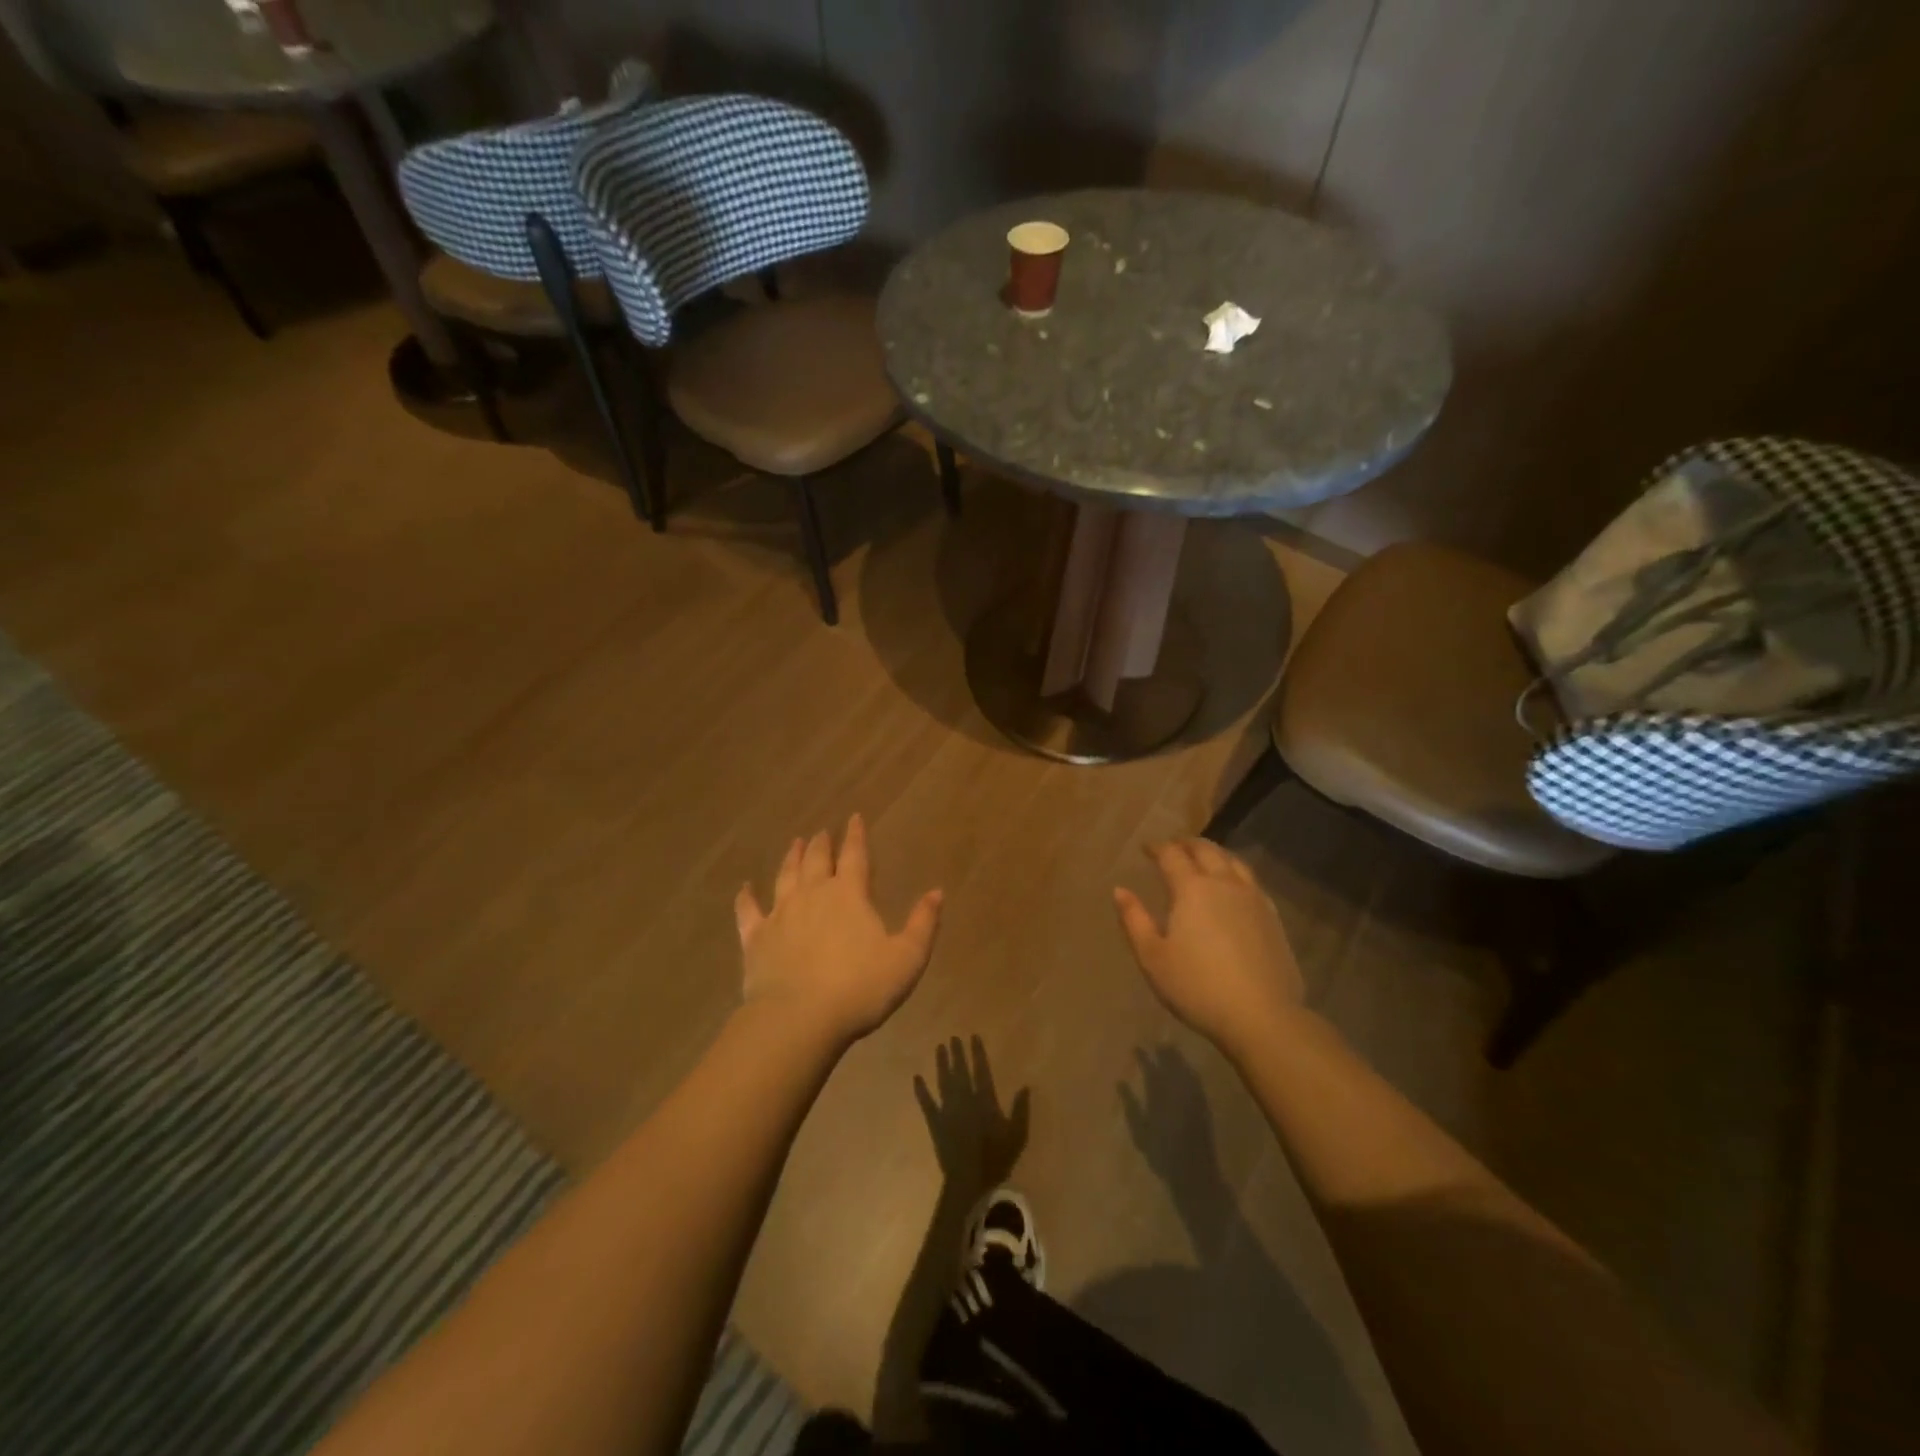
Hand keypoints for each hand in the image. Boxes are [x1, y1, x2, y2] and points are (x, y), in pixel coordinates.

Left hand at [735, 814, 942, 1042]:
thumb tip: (937, 891)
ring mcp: (780, 914)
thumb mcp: (907, 958)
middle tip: (822, 832)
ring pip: (785, 876)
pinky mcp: (755, 939)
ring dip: (791, 858)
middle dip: (821, 843)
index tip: (854, 818)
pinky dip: (746, 898)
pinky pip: (748, 911)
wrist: (799, 1019)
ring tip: (794, 843)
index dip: (856, 835)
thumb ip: (923, 923)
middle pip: (816, 860)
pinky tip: (745, 888)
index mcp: (849, 894)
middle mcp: (812, 894)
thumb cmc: (860, 988)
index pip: (855, 855)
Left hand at [914, 1035, 1029, 1188]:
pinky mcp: (935, 1123)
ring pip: (944, 1081)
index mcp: (985, 1100)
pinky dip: (921, 1090)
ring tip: (940, 1047)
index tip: (973, 1037)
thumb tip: (1025, 1086)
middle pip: (960, 1071)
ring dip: (941, 1064)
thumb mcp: (1017, 1135)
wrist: (970, 1181)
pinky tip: (917, 1078)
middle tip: (953, 1037)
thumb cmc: (997, 1158)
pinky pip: (927, 1103)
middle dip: (957, 1053)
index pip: (981, 1070)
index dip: (977, 1053)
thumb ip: (1020, 1109)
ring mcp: (948, 1110)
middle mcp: (965, 1100)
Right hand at [1114, 839, 1303, 1052]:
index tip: (1146, 848)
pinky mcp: (1273, 917)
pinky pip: (1252, 881)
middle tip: (1173, 846)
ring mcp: (1253, 898)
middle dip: (1186, 844)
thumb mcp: (1153, 957)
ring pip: (1234, 861)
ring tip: (1203, 858)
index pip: (1172, 855)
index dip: (1157, 847)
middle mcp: (1224, 884)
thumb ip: (1134, 920)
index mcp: (1192, 889)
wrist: (1262, 1017)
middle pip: (1206, 850)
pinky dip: (1236, 873)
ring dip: (1214, 854)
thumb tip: (1120, 890)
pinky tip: (1234, 887)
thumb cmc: (1197, 987)